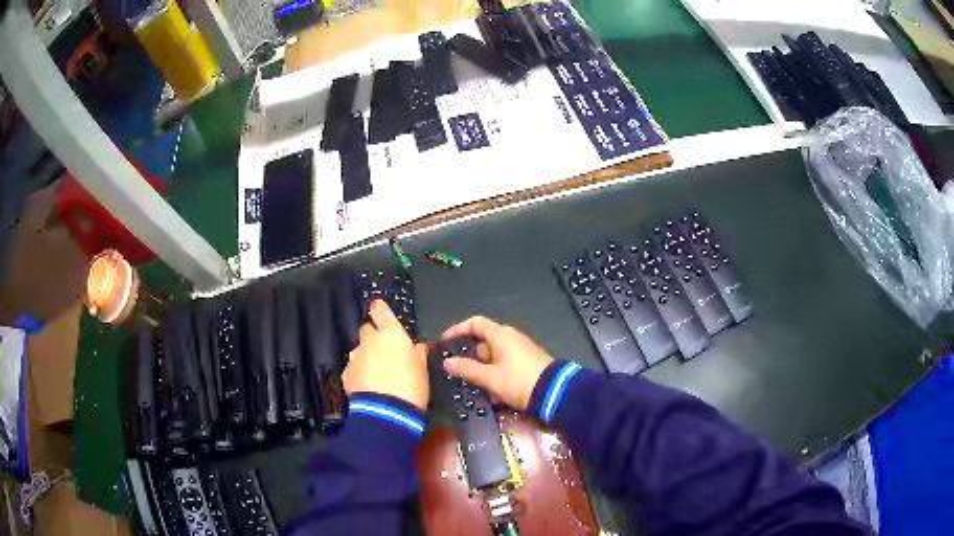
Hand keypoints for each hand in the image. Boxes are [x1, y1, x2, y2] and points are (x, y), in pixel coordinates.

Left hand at [343, 300, 428, 409]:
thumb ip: (417, 353)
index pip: (380, 310)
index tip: (379, 308)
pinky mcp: (346, 375)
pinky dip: (359, 374)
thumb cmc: (411, 386)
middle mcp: (370, 340)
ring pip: (359, 350)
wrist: (387, 412)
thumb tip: (417, 347)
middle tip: (384, 351)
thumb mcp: (422, 369)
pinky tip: (368, 386)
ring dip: (366, 357)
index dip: (379, 309)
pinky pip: (353, 369)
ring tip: (377, 374)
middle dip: (373, 337)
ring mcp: (355, 357)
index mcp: (391, 333)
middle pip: (366, 329)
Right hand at [441, 316, 552, 410]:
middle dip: (469, 357)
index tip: (445, 342)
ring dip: (482, 370)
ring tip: (471, 386)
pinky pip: (505, 366)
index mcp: (501, 335)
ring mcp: (520, 351)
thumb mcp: (490, 377)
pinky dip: (495, 376)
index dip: (458, 330)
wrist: (554, 392)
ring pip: (493, 357)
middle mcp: (511, 338)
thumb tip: (447, 362)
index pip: (475, 323)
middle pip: (483, 342)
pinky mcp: (527, 364)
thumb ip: (467, 369)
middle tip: (455, 370)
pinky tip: (491, 394)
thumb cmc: (518, 380)